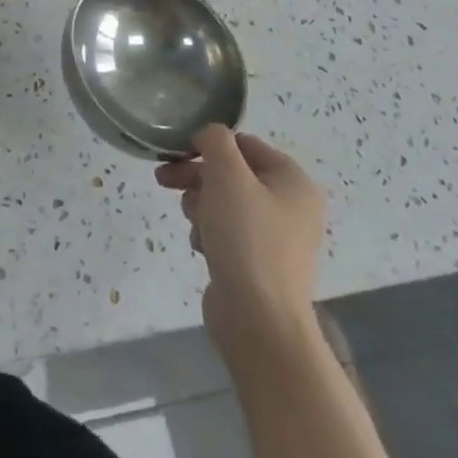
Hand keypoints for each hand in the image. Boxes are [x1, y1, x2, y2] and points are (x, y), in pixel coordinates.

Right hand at [156, 126, 325, 371]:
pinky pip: (227, 232)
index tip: (176, 154)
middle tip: (164, 180)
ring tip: (194, 224)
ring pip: (224, 202)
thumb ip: (216, 142)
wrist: (259, 321)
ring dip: (200, 206)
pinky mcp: (258, 263)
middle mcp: (290, 205)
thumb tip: (209, 135)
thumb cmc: (246, 238)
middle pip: (232, 173)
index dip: (208, 145)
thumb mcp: (227, 176)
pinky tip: (202, 248)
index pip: (244, 144)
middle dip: (197, 176)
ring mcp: (276, 237)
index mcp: (293, 180)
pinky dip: (209, 234)